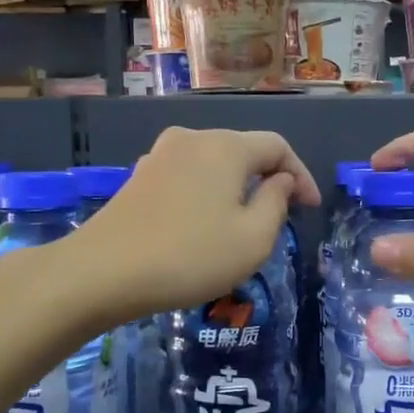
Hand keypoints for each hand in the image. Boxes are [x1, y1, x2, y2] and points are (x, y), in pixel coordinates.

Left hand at [74, 128, 319, 323]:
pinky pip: (188, 177)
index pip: (277, 147)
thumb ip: (277, 203)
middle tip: (283, 215)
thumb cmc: (190, 256)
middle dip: (269, 179)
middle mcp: (192, 140)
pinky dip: (208, 194)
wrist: (102, 272)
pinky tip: (205, 224)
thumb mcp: (253, 239)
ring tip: (245, 222)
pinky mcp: (139, 177)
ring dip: (237, 188)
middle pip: (244, 151)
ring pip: (214, 164)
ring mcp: (160, 155)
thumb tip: (281, 180)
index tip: (311, 208)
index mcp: (226, 147)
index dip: (301, 175)